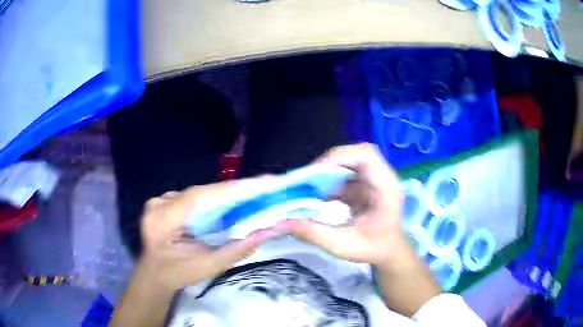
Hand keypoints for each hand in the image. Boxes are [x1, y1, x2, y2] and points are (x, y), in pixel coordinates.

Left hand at [138, 179, 281, 290]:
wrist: (154, 275)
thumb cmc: (177, 275)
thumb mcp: (207, 268)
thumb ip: (235, 251)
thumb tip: (265, 234)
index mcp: (163, 222)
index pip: (199, 198)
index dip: (231, 189)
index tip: (262, 182)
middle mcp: (158, 205)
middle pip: (200, 193)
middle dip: (232, 192)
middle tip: (262, 188)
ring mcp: (158, 201)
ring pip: (198, 193)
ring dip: (222, 196)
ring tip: (249, 196)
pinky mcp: (163, 201)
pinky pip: (192, 197)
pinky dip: (211, 201)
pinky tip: (226, 205)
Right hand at [275, 143, 408, 267]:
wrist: (389, 252)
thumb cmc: (374, 249)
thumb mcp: (344, 246)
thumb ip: (315, 233)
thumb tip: (285, 222)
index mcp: (385, 187)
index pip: (367, 155)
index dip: (341, 156)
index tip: (317, 171)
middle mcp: (381, 176)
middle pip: (355, 153)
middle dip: (330, 161)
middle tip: (308, 178)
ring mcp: (372, 179)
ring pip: (348, 161)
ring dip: (327, 170)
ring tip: (309, 185)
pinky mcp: (363, 184)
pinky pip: (344, 173)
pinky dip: (329, 180)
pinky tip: (318, 194)